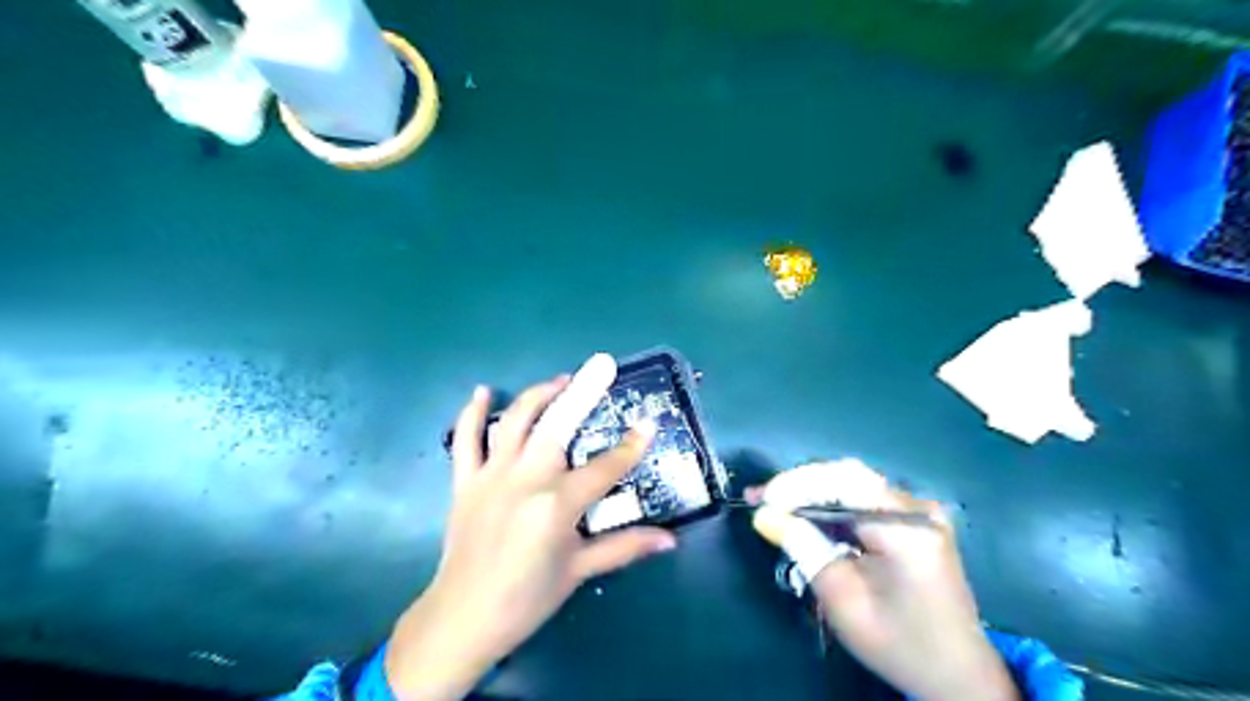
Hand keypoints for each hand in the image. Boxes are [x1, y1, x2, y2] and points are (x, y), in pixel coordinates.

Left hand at [387, 355, 679, 700]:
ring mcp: (491, 476)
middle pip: (559, 425)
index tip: (649, 423)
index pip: (605, 468)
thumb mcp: (579, 571)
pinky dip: (472, 413)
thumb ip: (625, 548)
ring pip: (516, 421)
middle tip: (602, 365)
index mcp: (557, 505)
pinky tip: (484, 392)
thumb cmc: (527, 598)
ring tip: (560, 380)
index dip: (631, 446)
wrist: (461, 618)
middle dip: (584, 391)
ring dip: (539, 394)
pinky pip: (466, 439)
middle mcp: (526, 480)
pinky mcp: (465, 481)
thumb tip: (670, 540)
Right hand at [746, 459, 1018, 700]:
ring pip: (854, 485)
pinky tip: (806, 516)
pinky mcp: (915, 521)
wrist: (959, 675)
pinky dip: (832, 506)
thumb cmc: (899, 644)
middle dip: (800, 486)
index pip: (844, 481)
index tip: (761, 500)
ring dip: (813, 494)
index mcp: (906, 528)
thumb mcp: (843, 601)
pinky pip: (865, 500)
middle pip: (848, 477)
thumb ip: (805, 549)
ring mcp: (920, 512)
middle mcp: (917, 508)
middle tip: (761, 499)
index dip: (797, 484)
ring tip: (774, 505)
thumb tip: (766, 516)